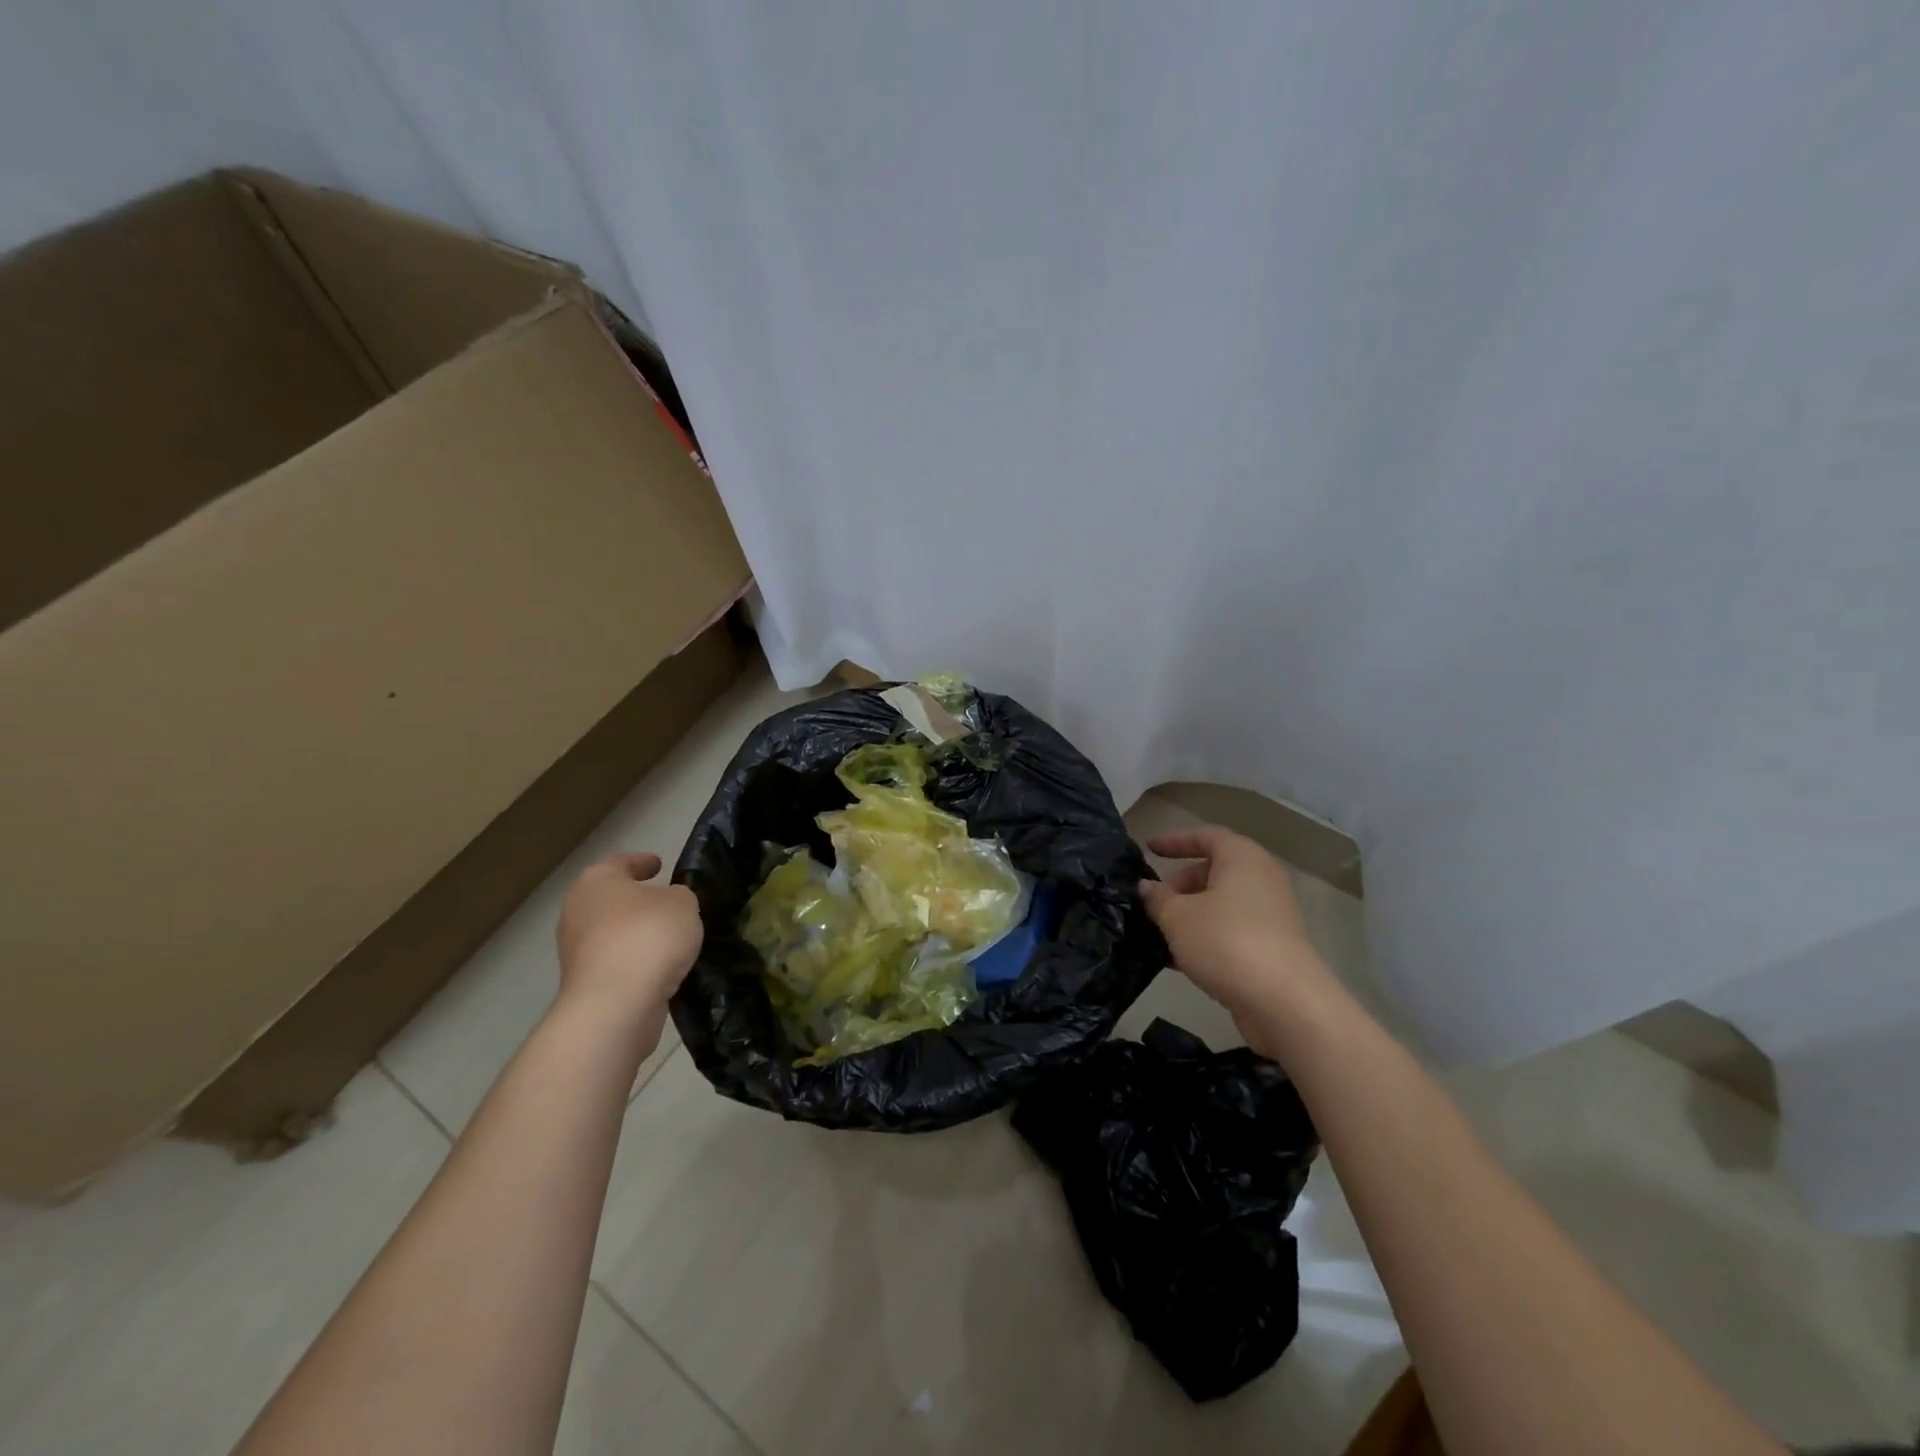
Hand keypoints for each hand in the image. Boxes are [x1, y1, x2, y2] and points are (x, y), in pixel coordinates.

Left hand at [555, 852, 703, 1038]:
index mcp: (597, 881)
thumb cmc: (648, 936)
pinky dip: (635, 959)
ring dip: (636, 933)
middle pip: (612, 899)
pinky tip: (661, 964)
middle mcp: (578, 911)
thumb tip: (669, 904)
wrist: (617, 1003)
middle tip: (668, 900)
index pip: (621, 862)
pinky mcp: (585, 983)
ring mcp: (576, 951)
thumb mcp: (683, 902)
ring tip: (670, 936)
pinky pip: (616, 962)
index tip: (659, 864)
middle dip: (637, 900)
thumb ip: (679, 896)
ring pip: (613, 932)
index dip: (642, 862)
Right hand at [1139, 826, 1348, 1052]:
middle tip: (1152, 904)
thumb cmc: (1226, 941)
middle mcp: (1261, 879)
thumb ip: (1157, 898)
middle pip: (1213, 871)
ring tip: (1157, 934)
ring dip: (1189, 915)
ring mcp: (1270, 915)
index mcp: (1242, 858)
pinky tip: (1177, 961)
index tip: (1149, 849)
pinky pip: (1230, 931)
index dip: (1175, 840)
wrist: (1284, 1002)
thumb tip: (1147, 888)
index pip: (1205, 836)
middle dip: (1179, 885)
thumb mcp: (1177, 916)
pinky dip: (1205, 938)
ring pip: (1220, 905)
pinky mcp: (1272, 947)